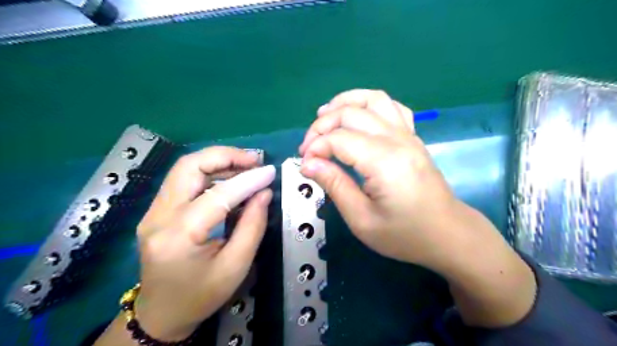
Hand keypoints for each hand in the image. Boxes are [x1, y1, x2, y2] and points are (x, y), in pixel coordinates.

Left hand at [136, 146, 273, 339]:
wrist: (161, 314)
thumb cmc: (201, 296)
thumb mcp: (236, 266)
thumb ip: (252, 226)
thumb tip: (264, 193)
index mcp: (179, 236)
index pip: (217, 195)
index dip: (248, 180)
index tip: (270, 172)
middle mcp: (158, 217)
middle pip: (189, 166)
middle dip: (225, 156)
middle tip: (254, 160)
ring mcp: (153, 212)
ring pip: (184, 169)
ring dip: (217, 161)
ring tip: (246, 166)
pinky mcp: (156, 211)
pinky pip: (184, 180)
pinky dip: (209, 172)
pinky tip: (229, 179)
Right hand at [297, 89, 535, 326]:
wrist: (447, 234)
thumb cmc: (404, 234)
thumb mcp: (362, 220)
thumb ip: (335, 186)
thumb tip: (308, 164)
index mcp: (384, 162)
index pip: (339, 139)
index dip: (315, 148)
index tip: (305, 165)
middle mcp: (397, 139)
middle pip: (351, 113)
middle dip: (322, 125)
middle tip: (308, 147)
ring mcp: (408, 134)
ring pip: (373, 99)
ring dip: (345, 102)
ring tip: (324, 114)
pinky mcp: (412, 137)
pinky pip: (391, 106)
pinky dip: (369, 103)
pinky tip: (357, 115)